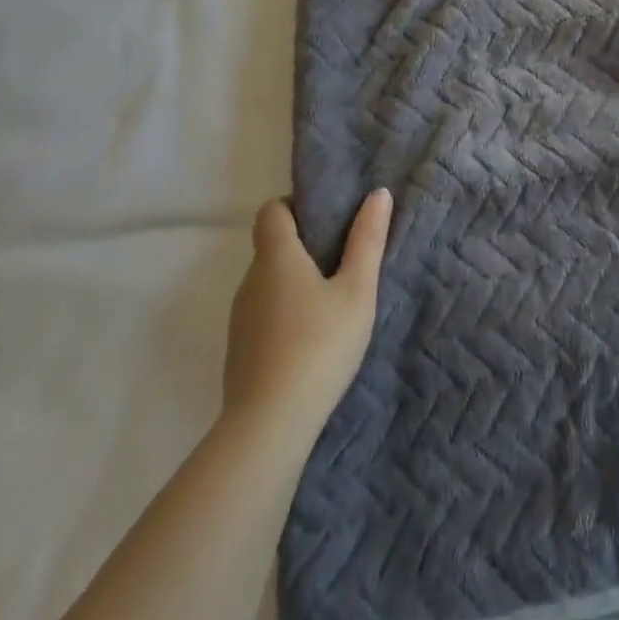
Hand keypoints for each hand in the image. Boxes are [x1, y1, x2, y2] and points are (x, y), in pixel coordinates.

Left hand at [220, 189, 391, 437]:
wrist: (269, 426)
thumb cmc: (319, 345)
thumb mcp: (357, 291)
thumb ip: (367, 240)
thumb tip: (378, 193)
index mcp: (276, 256)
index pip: (272, 210)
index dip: (295, 205)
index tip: (327, 218)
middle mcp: (250, 280)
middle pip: (271, 246)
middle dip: (304, 245)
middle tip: (344, 259)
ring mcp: (240, 318)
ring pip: (268, 282)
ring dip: (295, 282)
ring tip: (333, 301)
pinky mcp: (240, 350)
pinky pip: (264, 313)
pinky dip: (285, 312)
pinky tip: (312, 338)